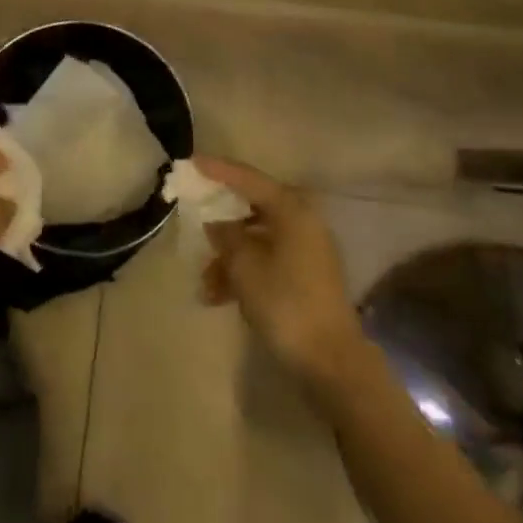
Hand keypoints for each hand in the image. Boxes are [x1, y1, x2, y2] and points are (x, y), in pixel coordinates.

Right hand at [196, 157, 362, 389]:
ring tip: (204, 285)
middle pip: (252, 209)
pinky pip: (266, 261)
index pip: (249, 179)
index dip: (219, 170)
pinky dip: (243, 273)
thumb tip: (217, 222)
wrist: (330, 361)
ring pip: (256, 240)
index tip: (192, 161)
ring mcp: (306, 250)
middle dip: (220, 223)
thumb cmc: (285, 303)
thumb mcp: (244, 266)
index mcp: (292, 211)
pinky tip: (218, 298)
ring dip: (227, 258)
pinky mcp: (305, 276)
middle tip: (194, 221)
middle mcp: (302, 222)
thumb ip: (226, 235)